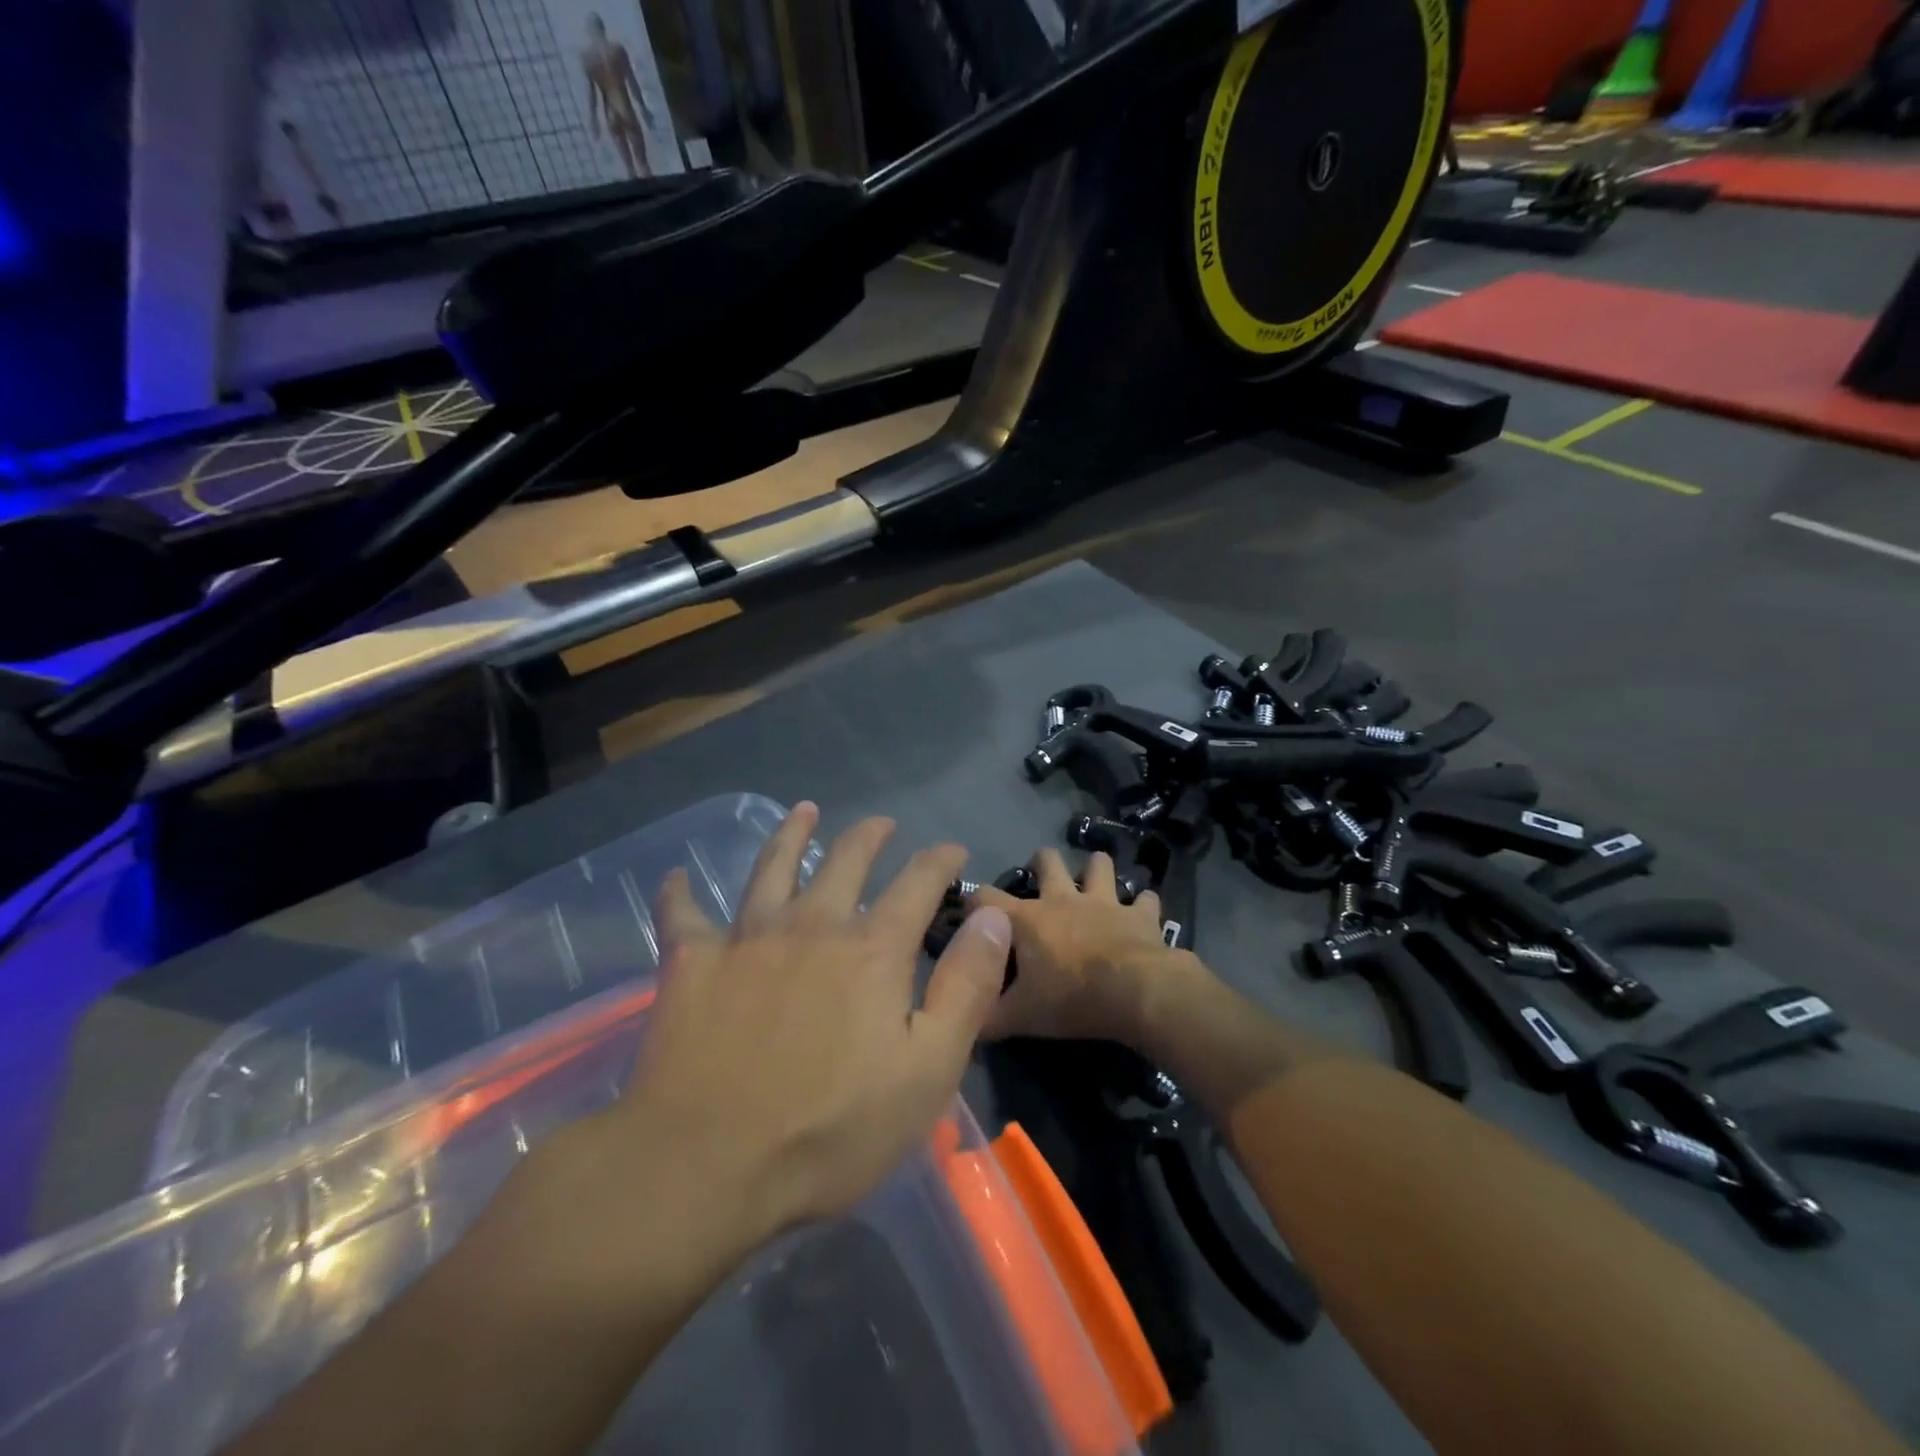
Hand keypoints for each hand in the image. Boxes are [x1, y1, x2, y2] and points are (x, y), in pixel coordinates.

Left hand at [615, 804, 1009, 1240]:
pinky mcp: (691, 964)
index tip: (954, 851)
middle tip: (881, 824)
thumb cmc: (831, 1129)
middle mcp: (812, 925)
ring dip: (791, 834)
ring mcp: (747, 939)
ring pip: (772, 867)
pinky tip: (678, 876)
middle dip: (869, 837)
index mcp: (871, 949)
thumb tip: (993, 916)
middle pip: (845, 861)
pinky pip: (683, 915)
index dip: (940, 861)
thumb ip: (966, 986)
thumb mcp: (929, 1068)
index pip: (918, 883)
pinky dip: (680, 893)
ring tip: (803, 810)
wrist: (708, 1165)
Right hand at [974, 847, 1195, 1043]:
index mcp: (1026, 919)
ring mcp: (1104, 902)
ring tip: (1093, 882)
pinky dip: (1142, 905)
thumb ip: (985, 1017)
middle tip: (1041, 881)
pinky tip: (1141, 912)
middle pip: (1047, 861)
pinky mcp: (1139, 915)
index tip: (970, 915)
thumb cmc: (1071, 1000)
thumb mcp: (1018, 1018)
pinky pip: (1145, 900)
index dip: (972, 902)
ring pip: (1099, 865)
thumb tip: (962, 1024)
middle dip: (1041, 863)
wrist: (1136, 994)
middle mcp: (1063, 899)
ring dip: (1095, 870)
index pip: (984, 897)